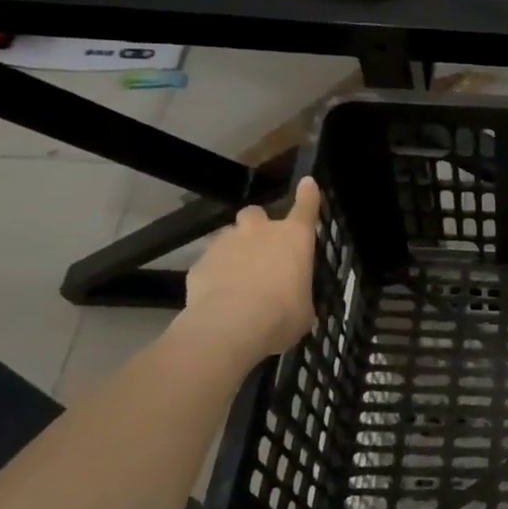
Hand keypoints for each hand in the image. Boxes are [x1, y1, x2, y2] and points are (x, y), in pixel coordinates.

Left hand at [177, 178, 321, 364]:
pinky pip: (208, 263)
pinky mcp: (199, 264)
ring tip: (236, 279)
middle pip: (255, 213)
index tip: (307, 183)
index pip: (305, 208)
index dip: (308, 195)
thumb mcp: (303, 310)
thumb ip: (298, 296)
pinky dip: (213, 275)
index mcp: (294, 239)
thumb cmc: (282, 315)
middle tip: (259, 249)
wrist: (231, 325)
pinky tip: (216, 297)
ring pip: (228, 237)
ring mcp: (226, 244)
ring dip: (234, 251)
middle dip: (256, 226)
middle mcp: (260, 232)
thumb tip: (294, 303)